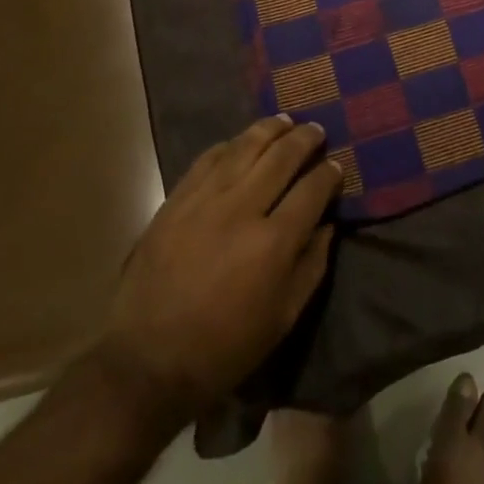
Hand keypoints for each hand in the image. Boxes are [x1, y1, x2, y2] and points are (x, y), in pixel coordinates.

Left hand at [94, 116, 341, 424]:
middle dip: (306, 139)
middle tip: (317, 131)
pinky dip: (231, 144)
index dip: (329, 174)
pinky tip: (242, 142)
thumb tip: (328, 225)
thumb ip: (311, 267)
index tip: (337, 166)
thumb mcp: (282, 320)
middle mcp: (242, 209)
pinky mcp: (177, 199)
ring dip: (271, 129)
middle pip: (282, 157)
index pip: (312, 189)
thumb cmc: (223, 349)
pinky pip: (209, 157)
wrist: (146, 362)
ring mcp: (206, 199)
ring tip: (286, 121)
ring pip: (246, 146)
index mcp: (273, 243)